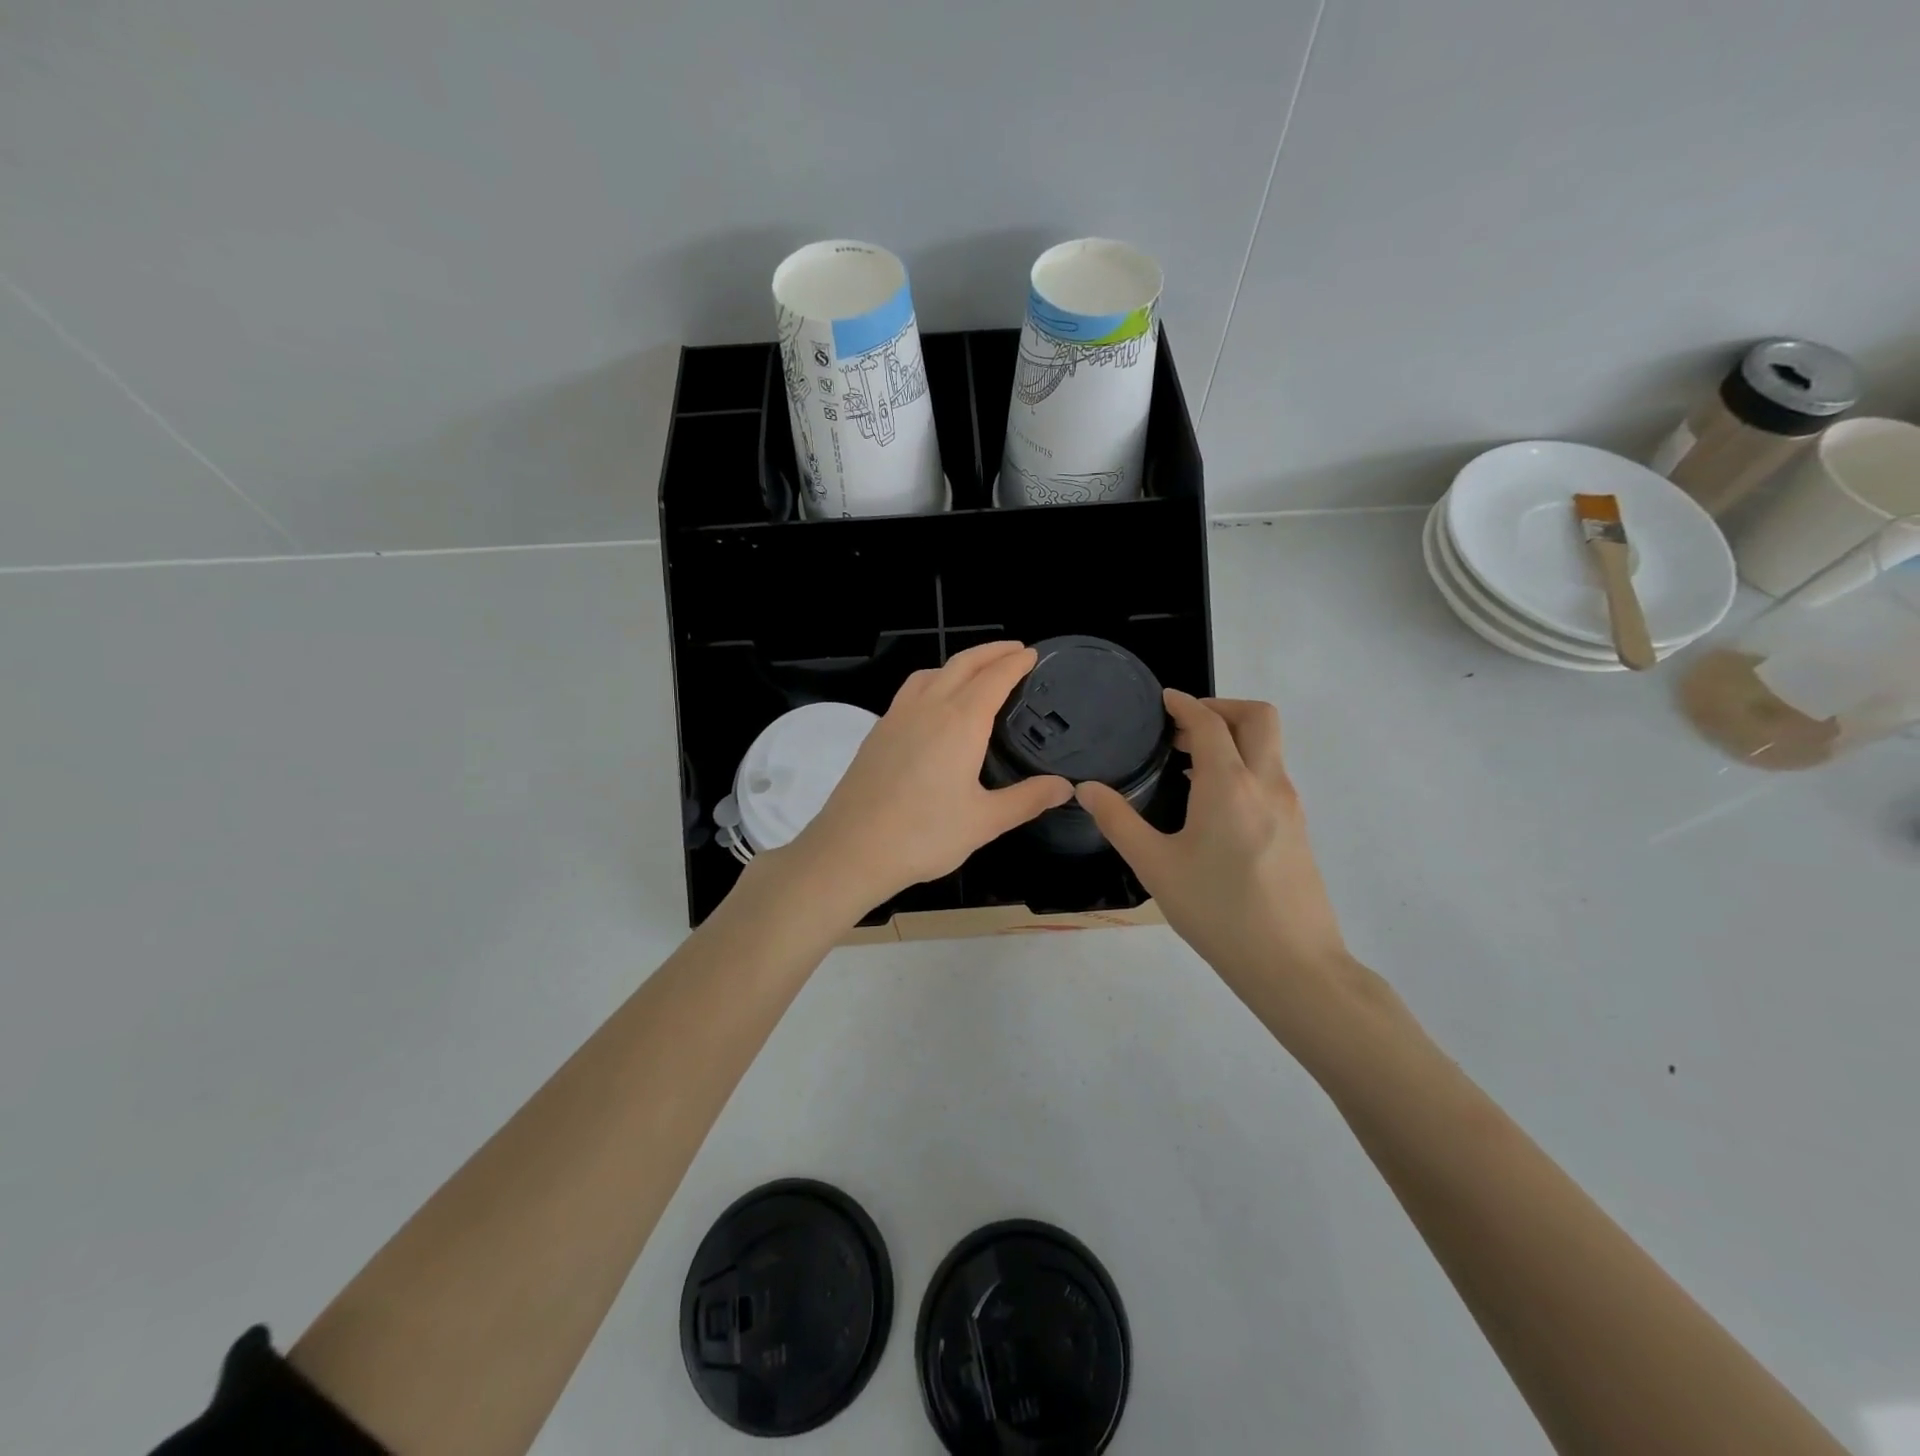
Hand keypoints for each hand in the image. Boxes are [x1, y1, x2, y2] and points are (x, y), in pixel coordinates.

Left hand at [784, 642, 1071, 914]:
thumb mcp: (985, 821)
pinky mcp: (877, 732)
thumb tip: (1065, 787)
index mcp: (960, 723)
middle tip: (1014, 650)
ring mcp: (897, 717)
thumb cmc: (924, 835)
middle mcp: (928, 708)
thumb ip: (1027, 799)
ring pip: (931, 673)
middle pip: (962, 665)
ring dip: (958, 664)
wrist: (851, 849)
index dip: (1015, 662)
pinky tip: (933, 705)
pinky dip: (932, 681)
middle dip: (991, 652)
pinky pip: (910, 691)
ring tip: (976, 672)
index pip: (994, 678)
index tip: (1032, 653)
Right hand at [1077, 692, 1347, 992]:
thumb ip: (1118, 821)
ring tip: (1189, 764)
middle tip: (1183, 728)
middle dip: (1222, 707)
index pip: (1209, 722)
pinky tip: (1213, 803)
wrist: (1292, 964)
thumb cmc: (1217, 911)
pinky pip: (1271, 775)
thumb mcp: (1155, 867)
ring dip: (1234, 737)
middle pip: (1258, 717)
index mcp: (1228, 784)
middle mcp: (1266, 783)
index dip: (1184, 704)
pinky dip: (1245, 765)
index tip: (1163, 700)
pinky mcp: (1298, 828)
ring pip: (1269, 746)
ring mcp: (1290, 805)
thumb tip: (1086, 788)